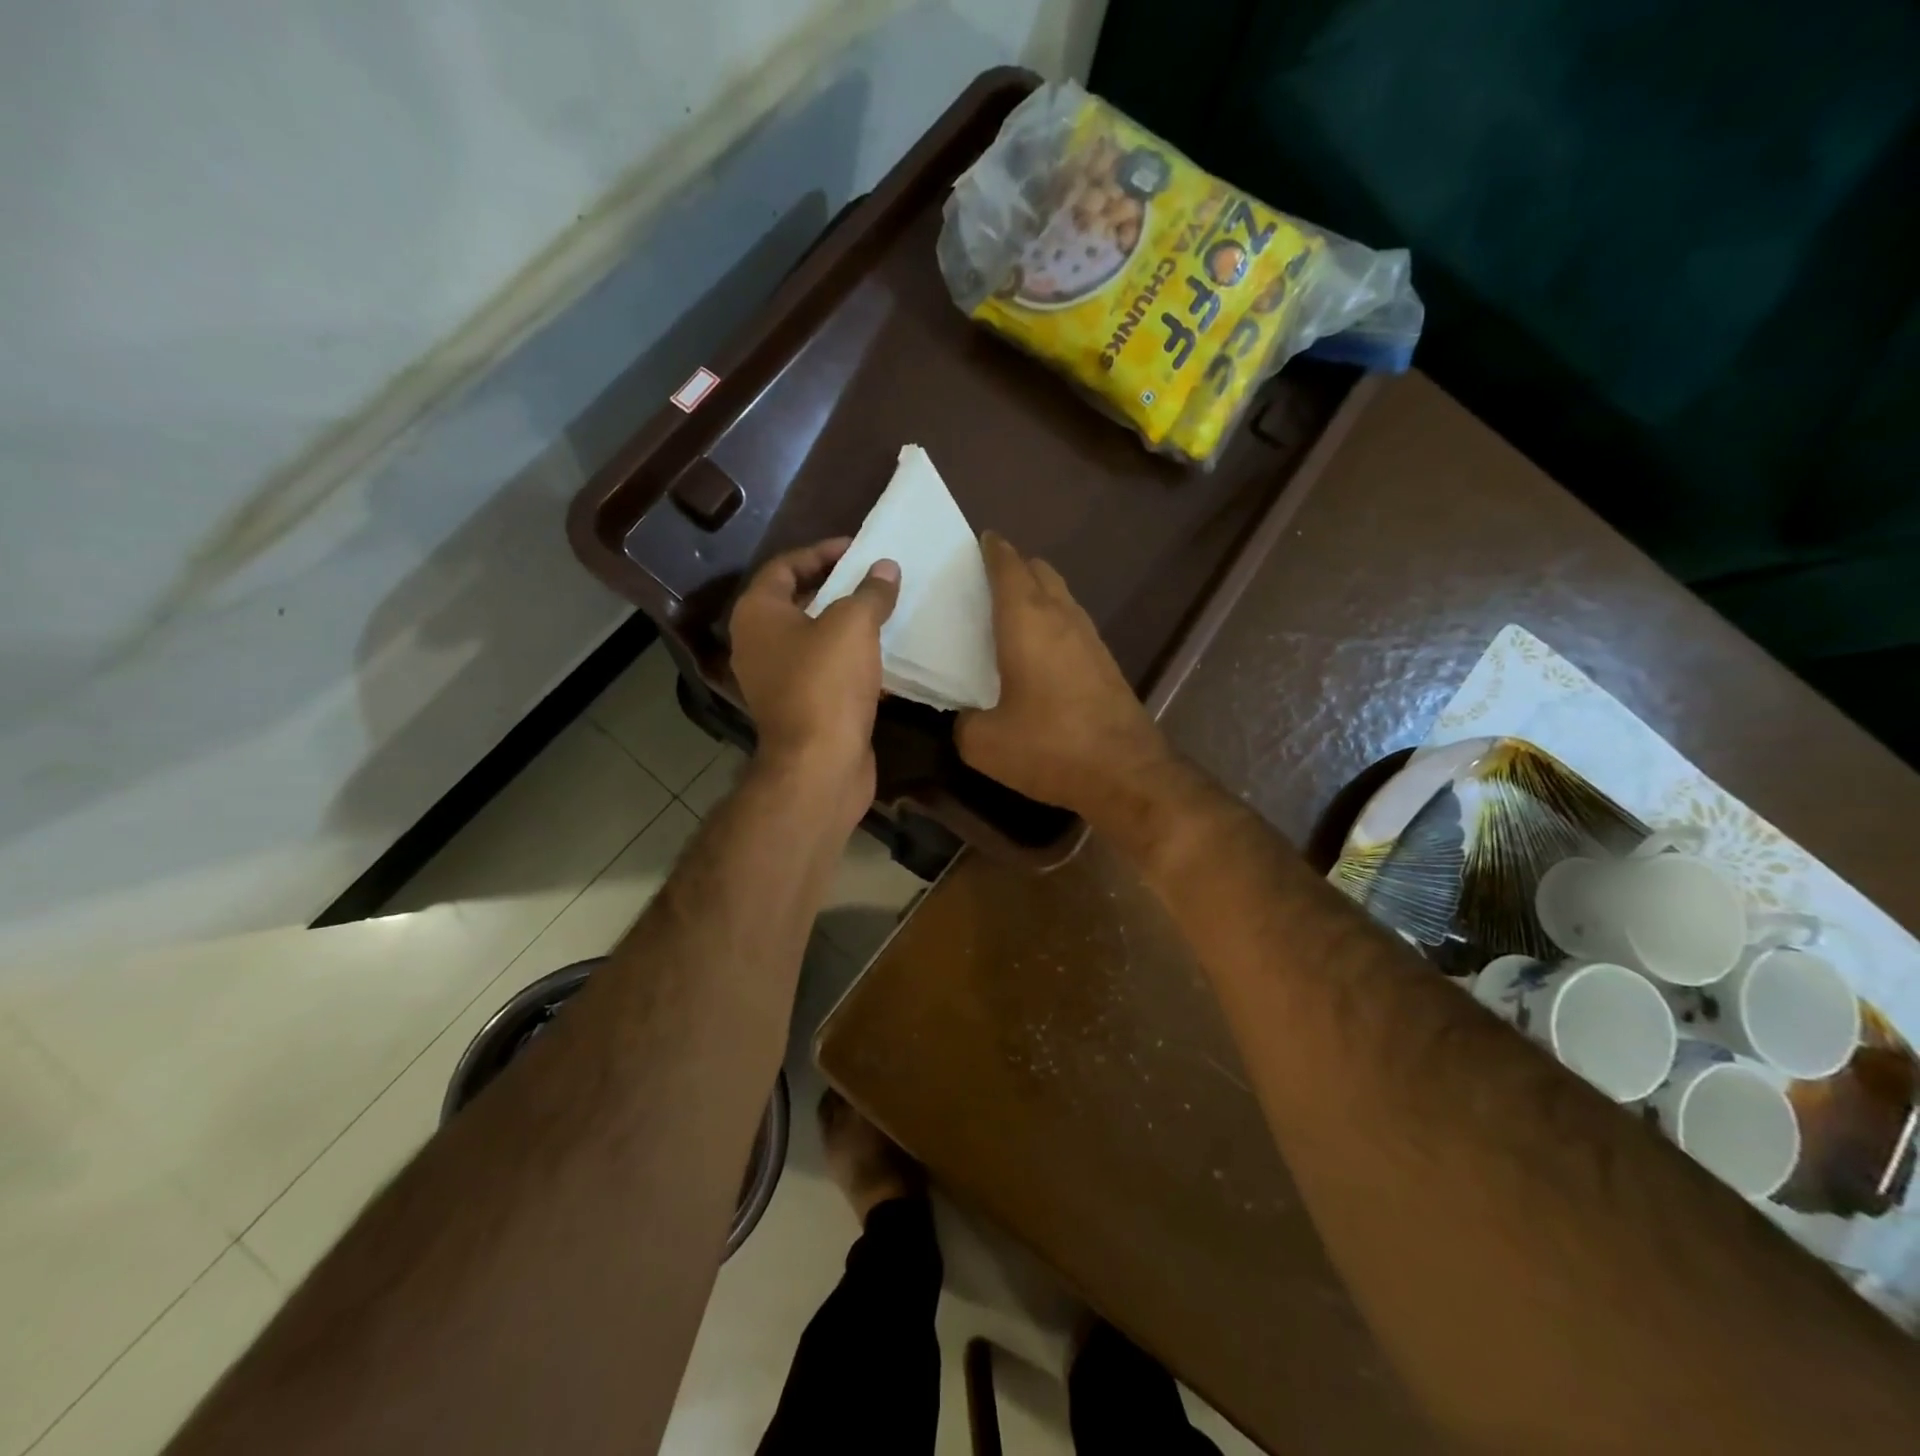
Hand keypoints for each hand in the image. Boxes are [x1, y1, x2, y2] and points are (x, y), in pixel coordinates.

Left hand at [729, 540, 898, 830]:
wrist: (820, 763)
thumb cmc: (827, 682)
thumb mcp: (853, 624)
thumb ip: (870, 592)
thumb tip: (885, 569)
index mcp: (757, 614)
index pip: (784, 566)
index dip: (821, 552)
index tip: (858, 549)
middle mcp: (758, 643)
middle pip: (797, 601)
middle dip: (836, 587)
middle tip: (874, 578)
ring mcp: (777, 679)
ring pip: (813, 638)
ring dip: (846, 625)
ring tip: (883, 611)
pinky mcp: (800, 707)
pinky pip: (825, 670)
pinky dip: (850, 659)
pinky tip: (884, 657)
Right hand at [956, 533, 1171, 817]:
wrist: (1125, 772)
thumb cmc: (1049, 748)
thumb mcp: (984, 743)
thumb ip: (964, 722)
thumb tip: (968, 716)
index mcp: (1027, 622)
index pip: (1009, 567)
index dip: (993, 550)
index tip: (980, 541)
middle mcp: (1062, 618)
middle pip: (1040, 572)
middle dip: (1015, 566)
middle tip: (987, 580)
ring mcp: (1090, 639)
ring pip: (1061, 596)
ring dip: (1037, 593)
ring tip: (1010, 612)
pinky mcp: (1106, 662)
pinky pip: (1073, 624)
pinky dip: (1053, 621)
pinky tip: (1039, 650)